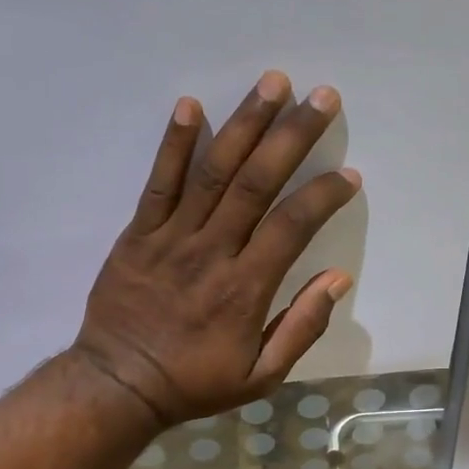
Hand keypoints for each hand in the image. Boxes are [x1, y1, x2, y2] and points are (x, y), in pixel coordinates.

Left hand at [72, 70, 360, 427]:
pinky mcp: (138, 234)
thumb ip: (301, 328)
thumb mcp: (261, 377)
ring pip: (213, 172)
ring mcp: (171, 238)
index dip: (323, 195)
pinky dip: (174, 144)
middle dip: (293, 135)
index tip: (347, 174)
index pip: (292, 226)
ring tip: (272, 83)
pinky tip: (192, 106)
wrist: (120, 385)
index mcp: (246, 288)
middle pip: (257, 182)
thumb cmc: (194, 383)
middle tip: (322, 96)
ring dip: (245, 124)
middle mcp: (212, 252)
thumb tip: (337, 279)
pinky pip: (158, 183)